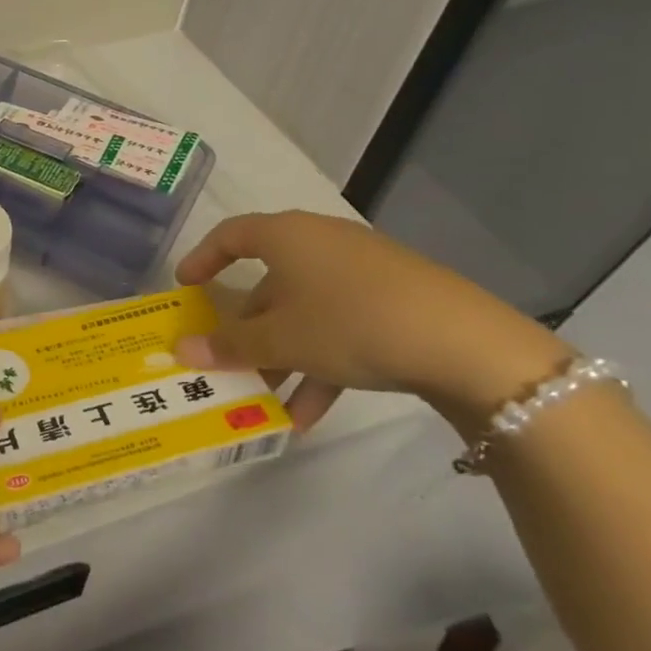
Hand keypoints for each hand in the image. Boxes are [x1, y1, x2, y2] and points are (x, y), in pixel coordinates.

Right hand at [174, 211, 572, 434]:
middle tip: (227, 360)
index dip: (202, 258)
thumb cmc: (350, 322)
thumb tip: (180, 349)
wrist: (469, 345)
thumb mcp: (281, 340)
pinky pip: (341, 328)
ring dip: (282, 356)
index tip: (186, 287)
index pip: (230, 235)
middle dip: (246, 328)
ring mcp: (363, 272)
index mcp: (287, 236)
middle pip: (269, 283)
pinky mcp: (397, 301)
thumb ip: (228, 345)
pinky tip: (311, 415)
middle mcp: (321, 244)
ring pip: (305, 312)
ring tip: (266, 402)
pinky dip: (321, 364)